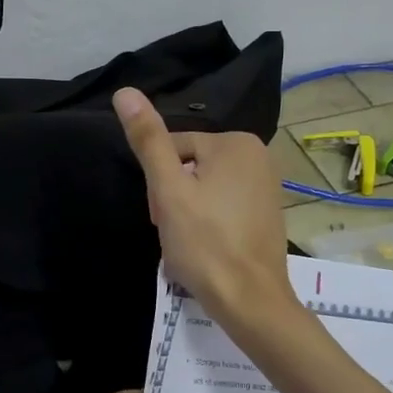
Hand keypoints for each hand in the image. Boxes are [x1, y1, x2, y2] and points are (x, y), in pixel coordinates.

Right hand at [113, 87, 301, 325]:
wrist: (250, 301)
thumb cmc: (205, 243)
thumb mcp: (168, 190)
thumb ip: (148, 140)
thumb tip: (125, 91)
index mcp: (236, 142)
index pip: (173, 150)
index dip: (158, 185)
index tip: (161, 216)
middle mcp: (258, 155)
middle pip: (189, 168)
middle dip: (174, 199)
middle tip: (174, 232)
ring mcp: (266, 185)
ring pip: (204, 190)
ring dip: (187, 214)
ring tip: (188, 244)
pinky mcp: (267, 213)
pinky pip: (223, 207)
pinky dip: (209, 225)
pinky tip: (206, 249)